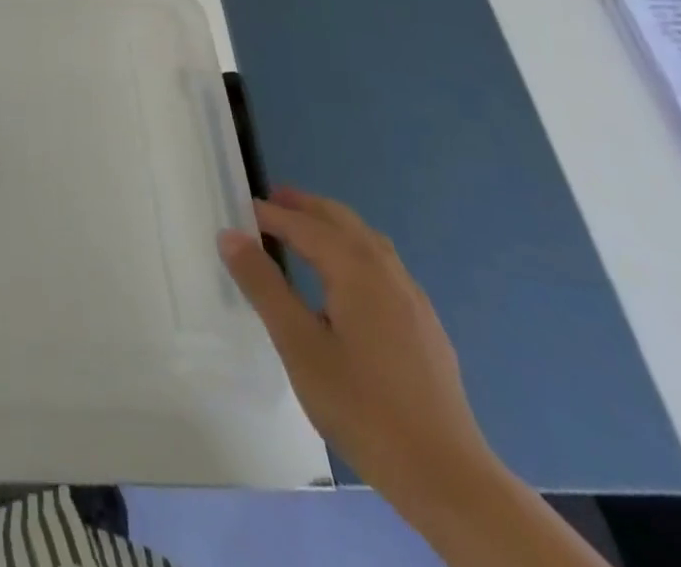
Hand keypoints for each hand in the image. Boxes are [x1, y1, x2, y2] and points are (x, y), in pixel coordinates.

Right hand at [220, 187, 497, 514]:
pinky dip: (355, 252)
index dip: (272, 215)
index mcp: (356, 271)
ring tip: (304, 232)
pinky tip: (346, 283)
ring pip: (369, 243)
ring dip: (333, 227)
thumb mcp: (298, 345)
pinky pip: (384, 267)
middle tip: (273, 201)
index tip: (242, 209)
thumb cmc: (363, 407)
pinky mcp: (425, 329)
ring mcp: (413, 302)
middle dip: (307, 207)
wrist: (449, 480)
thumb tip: (231, 235)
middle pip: (343, 222)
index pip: (306, 226)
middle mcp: (388, 274)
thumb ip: (263, 285)